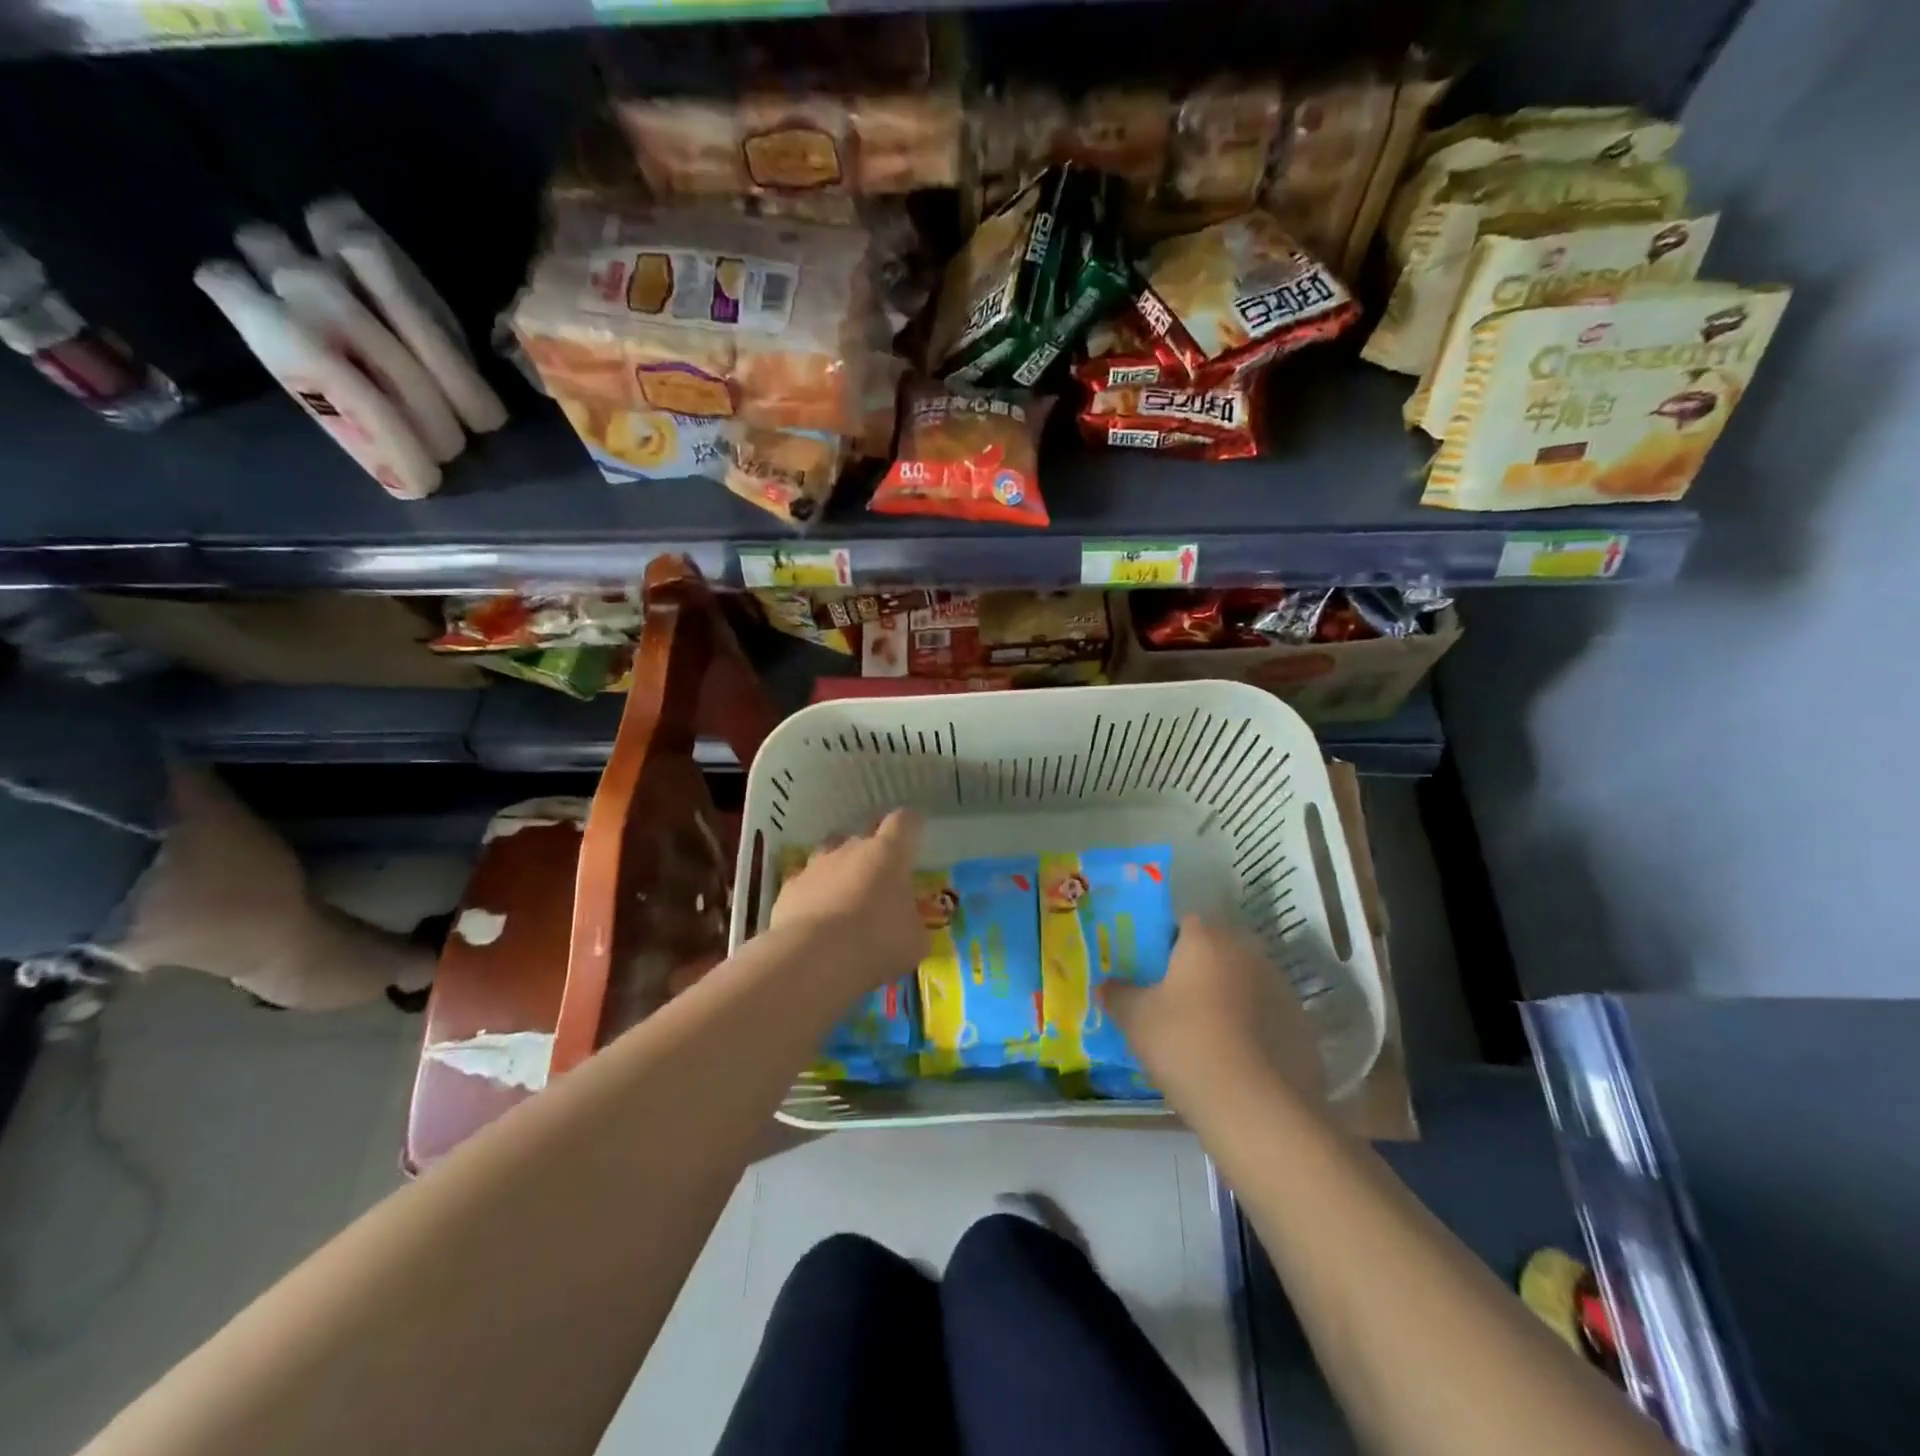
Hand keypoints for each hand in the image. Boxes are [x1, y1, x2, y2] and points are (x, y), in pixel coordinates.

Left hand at [770, 810, 926, 993]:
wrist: (813, 958)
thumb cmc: (877, 942)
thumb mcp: (915, 941)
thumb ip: (914, 924)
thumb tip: (910, 925)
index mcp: (889, 853)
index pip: (904, 821)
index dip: (911, 824)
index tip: (916, 832)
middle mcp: (851, 848)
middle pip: (864, 833)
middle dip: (874, 850)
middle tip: (881, 874)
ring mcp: (816, 865)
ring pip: (831, 852)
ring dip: (841, 868)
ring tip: (847, 895)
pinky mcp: (789, 887)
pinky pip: (806, 882)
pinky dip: (814, 893)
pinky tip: (817, 918)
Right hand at [1106, 916, 1324, 1109]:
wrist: (1258, 1111)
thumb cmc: (1187, 1047)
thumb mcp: (1136, 1020)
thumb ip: (1117, 995)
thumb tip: (1104, 985)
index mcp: (1207, 940)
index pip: (1183, 922)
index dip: (1164, 942)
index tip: (1149, 970)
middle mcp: (1248, 953)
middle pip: (1215, 951)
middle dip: (1195, 969)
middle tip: (1171, 1001)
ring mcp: (1281, 988)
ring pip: (1242, 982)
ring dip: (1225, 997)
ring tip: (1203, 1034)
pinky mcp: (1300, 1025)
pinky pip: (1265, 1015)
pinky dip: (1249, 1027)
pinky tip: (1233, 1058)